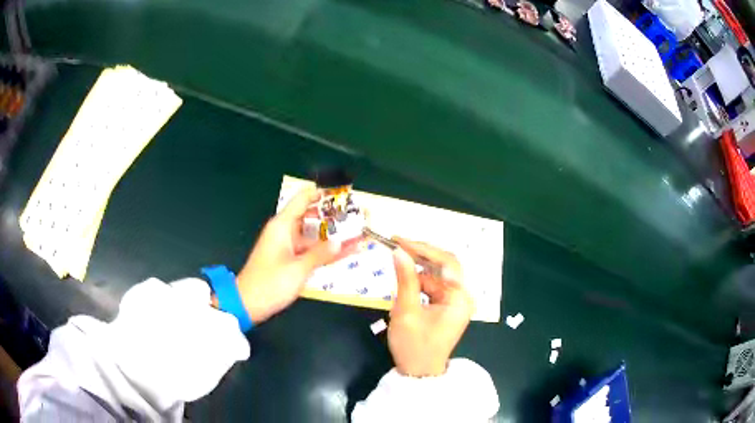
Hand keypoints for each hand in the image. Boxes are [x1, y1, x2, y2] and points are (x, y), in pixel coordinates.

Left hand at [236, 188, 354, 322]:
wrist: (248, 304)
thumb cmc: (270, 283)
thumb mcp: (298, 269)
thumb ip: (320, 254)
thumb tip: (341, 242)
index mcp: (282, 226)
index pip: (303, 199)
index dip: (322, 192)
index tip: (343, 191)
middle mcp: (285, 231)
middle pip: (311, 216)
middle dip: (333, 215)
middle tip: (358, 215)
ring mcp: (288, 246)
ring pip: (314, 235)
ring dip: (333, 235)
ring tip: (358, 232)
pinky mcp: (290, 260)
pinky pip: (311, 250)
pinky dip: (325, 250)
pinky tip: (346, 252)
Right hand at [387, 238, 473, 376]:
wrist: (419, 373)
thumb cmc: (414, 346)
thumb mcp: (406, 312)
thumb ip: (405, 279)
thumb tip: (399, 251)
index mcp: (460, 298)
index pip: (446, 262)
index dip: (423, 248)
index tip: (399, 240)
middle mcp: (463, 296)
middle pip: (445, 265)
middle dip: (421, 254)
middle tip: (396, 244)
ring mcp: (456, 301)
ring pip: (438, 274)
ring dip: (419, 267)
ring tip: (397, 260)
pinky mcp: (448, 306)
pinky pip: (434, 286)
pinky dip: (420, 280)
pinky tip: (406, 279)